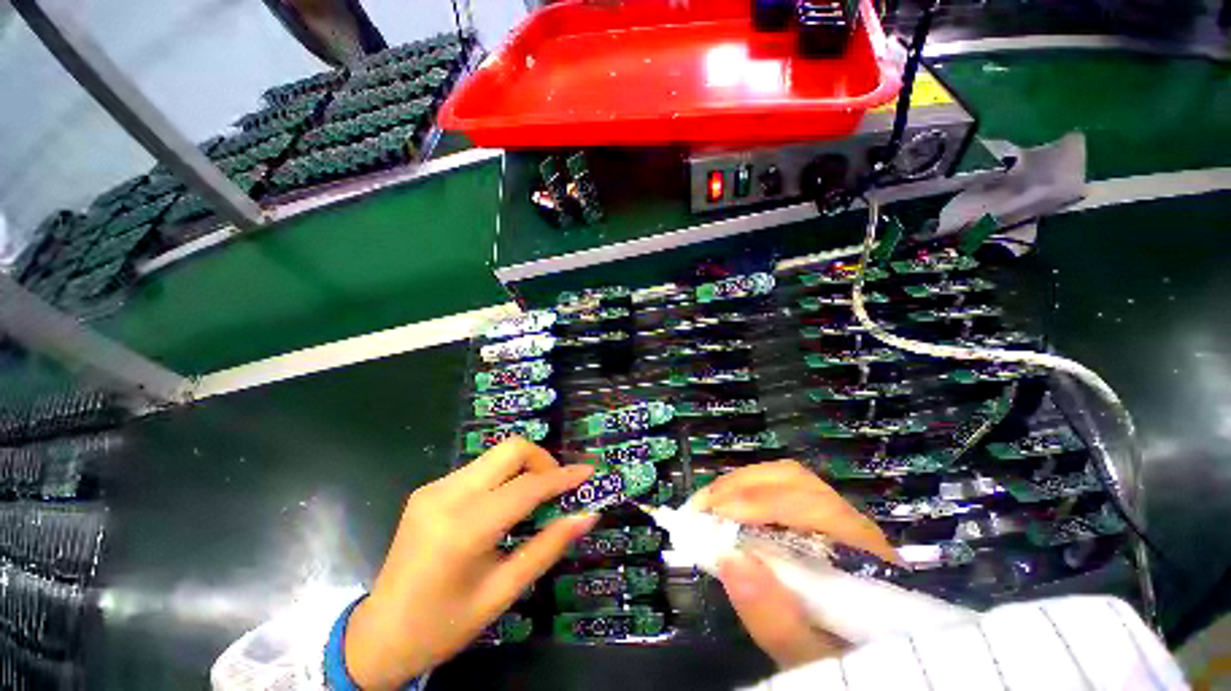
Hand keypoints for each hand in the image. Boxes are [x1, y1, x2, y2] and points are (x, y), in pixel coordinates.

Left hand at [344, 438, 597, 688]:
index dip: (563, 477)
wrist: (377, 636)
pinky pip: (479, 468)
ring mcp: (434, 487)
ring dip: (524, 467)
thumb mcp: (502, 592)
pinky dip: (503, 477)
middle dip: (542, 460)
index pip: (527, 487)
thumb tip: (587, 516)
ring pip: (495, 455)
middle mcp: (447, 495)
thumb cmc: (444, 625)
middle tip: (556, 487)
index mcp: (464, 528)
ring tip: (535, 497)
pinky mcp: (429, 489)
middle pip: (510, 449)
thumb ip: (548, 547)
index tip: (588, 472)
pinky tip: (504, 504)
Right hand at [690, 460, 897, 669]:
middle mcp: (849, 520)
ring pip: (783, 479)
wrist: (866, 659)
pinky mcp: (816, 515)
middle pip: (792, 479)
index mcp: (860, 550)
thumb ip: (775, 618)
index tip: (714, 516)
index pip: (807, 505)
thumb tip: (727, 560)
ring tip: (708, 504)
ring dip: (739, 485)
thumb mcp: (808, 654)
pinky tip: (726, 507)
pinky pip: (778, 488)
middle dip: (740, 486)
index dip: (756, 503)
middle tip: (702, 507)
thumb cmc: (837, 657)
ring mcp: (834, 513)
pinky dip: (745, 491)